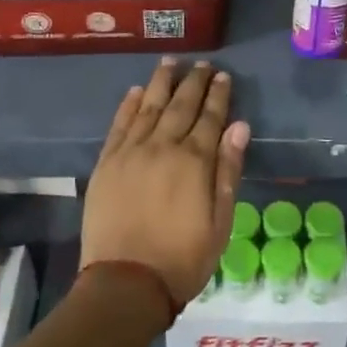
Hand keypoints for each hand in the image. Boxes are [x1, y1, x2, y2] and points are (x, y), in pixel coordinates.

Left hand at [82, 59, 248, 305]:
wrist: (125, 284)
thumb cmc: (182, 258)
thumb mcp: (220, 221)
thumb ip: (228, 170)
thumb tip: (239, 126)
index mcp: (194, 161)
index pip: (210, 117)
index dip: (218, 95)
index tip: (223, 76)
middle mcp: (162, 147)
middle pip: (180, 105)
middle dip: (193, 82)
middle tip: (202, 64)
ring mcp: (130, 153)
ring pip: (148, 107)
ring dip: (160, 83)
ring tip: (170, 62)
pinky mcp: (106, 164)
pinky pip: (118, 125)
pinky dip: (127, 105)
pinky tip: (134, 92)